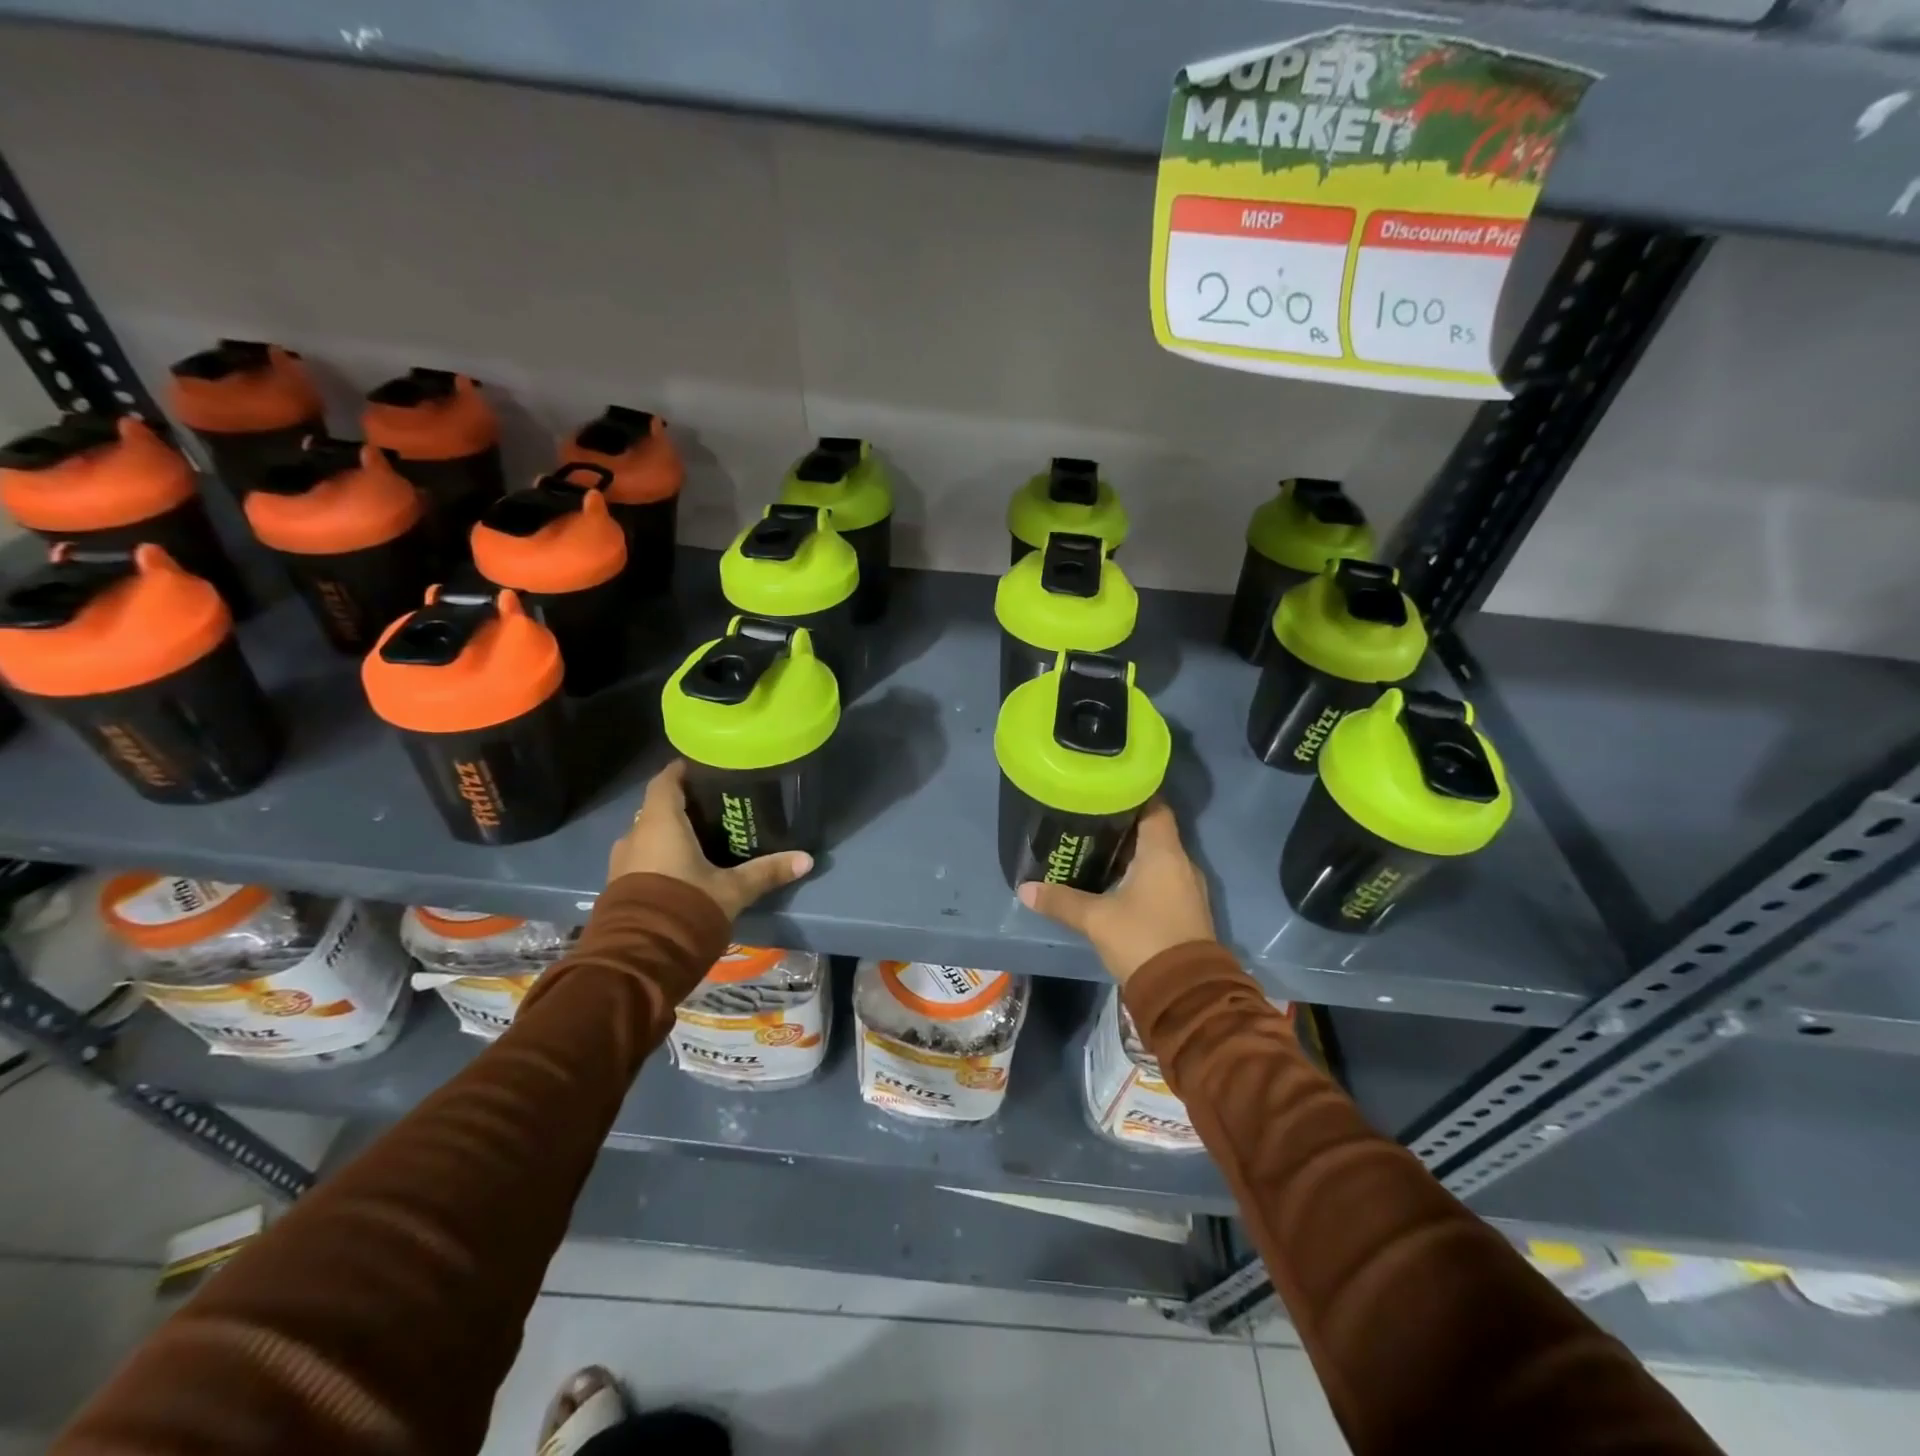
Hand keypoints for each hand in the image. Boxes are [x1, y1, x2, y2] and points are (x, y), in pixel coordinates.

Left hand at [607, 760, 812, 918]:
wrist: (638, 959)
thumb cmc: (686, 907)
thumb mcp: (732, 890)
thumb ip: (766, 871)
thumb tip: (807, 859)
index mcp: (660, 823)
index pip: (665, 781)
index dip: (682, 771)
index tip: (703, 766)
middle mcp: (635, 835)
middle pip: (657, 808)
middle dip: (682, 806)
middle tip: (714, 806)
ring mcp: (621, 862)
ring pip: (647, 835)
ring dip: (669, 834)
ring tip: (701, 838)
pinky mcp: (618, 887)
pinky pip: (641, 858)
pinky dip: (659, 856)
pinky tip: (682, 868)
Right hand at [1018, 800, 1214, 983]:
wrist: (1186, 993)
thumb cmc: (1143, 939)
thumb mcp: (1096, 919)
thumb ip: (1061, 901)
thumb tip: (1025, 888)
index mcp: (1164, 853)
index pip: (1154, 807)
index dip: (1132, 795)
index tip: (1104, 791)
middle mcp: (1181, 863)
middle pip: (1154, 831)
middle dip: (1123, 825)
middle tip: (1089, 820)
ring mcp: (1187, 888)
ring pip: (1158, 858)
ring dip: (1132, 853)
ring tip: (1096, 849)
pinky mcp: (1186, 910)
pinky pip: (1163, 879)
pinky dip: (1141, 875)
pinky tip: (1115, 882)